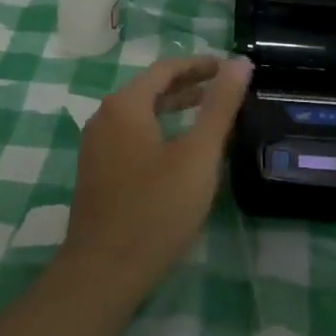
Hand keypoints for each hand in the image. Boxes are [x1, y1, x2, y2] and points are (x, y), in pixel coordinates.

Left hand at [62, 56, 252, 299]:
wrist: (103, 273)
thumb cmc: (156, 209)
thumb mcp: (198, 155)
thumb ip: (219, 106)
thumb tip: (239, 62)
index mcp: (125, 105)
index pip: (165, 68)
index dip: (199, 65)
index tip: (229, 68)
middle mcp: (104, 117)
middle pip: (150, 88)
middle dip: (188, 85)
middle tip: (223, 88)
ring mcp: (96, 147)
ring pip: (140, 113)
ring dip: (173, 108)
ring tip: (207, 114)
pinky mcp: (96, 172)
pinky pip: (131, 135)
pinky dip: (158, 129)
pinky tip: (178, 150)